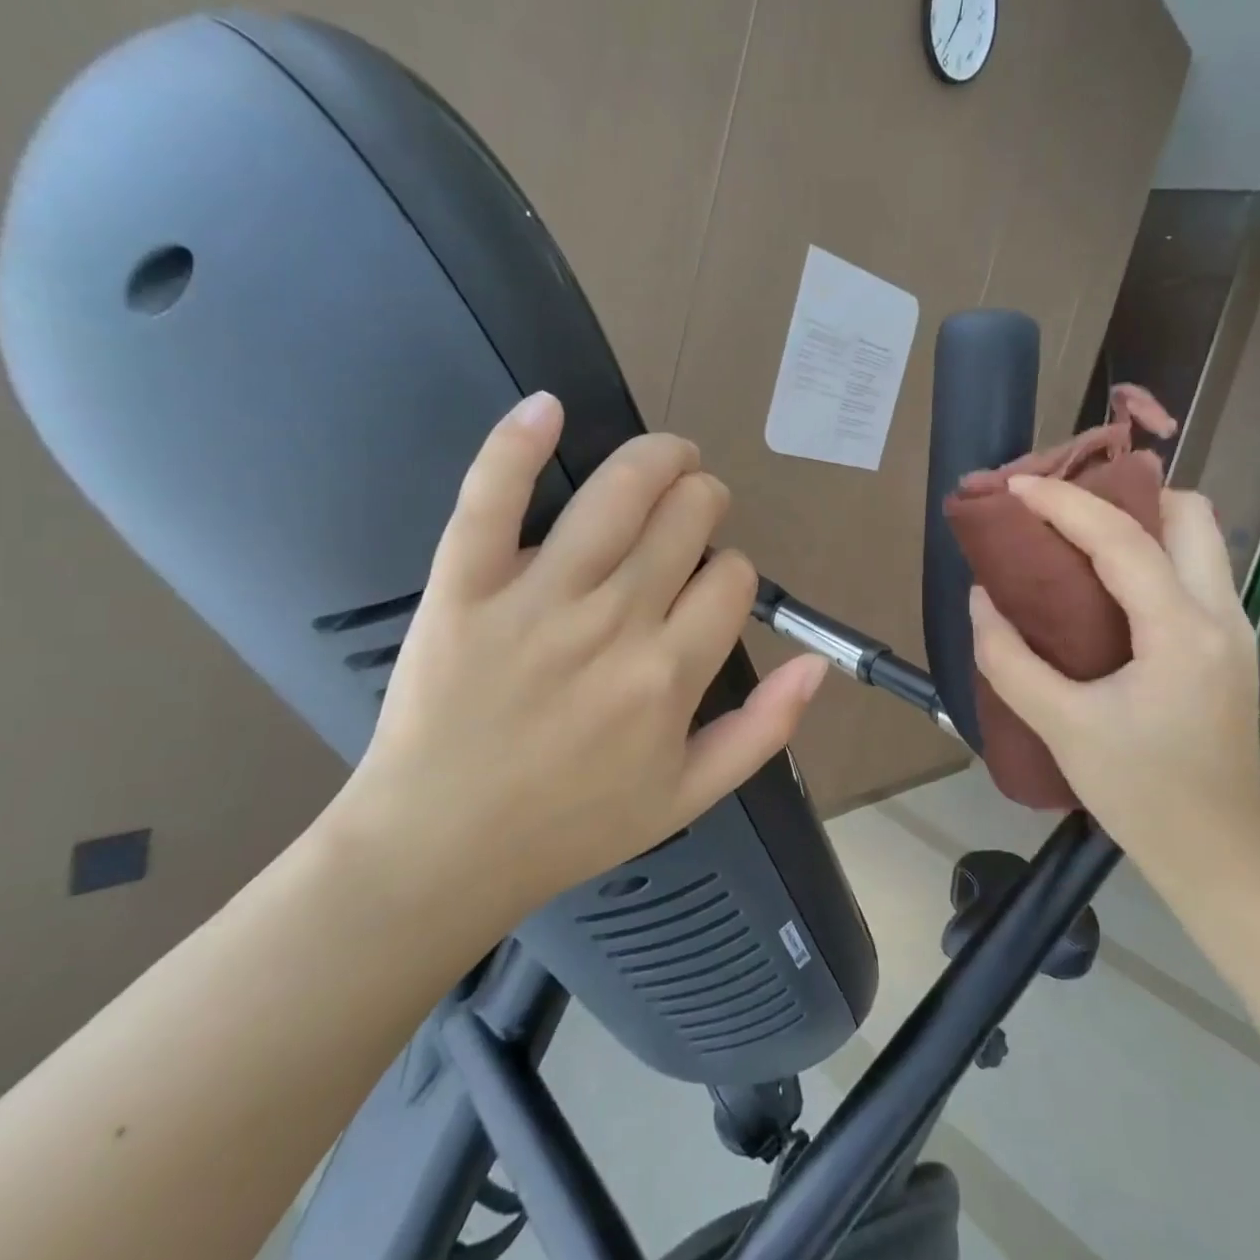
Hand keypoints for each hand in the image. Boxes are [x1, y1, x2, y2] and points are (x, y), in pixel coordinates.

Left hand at [319, 393, 826, 958]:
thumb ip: (763, 730)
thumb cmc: (571, 827)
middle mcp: (615, 623)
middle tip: (693, 511)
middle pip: (686, 519)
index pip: (732, 578)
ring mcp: (537, 599)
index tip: (710, 587)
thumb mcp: (689, 796)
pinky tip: (545, 407)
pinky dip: (517, 445)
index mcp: (671, 674)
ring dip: (657, 459)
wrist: (440, 851)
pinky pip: (492, 499)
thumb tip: (819, 665)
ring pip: (618, 493)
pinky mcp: (464, 587)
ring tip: (669, 456)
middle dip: (704, 503)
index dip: (731, 571)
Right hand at [967, 479, 1259, 913]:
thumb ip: (1009, 659)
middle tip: (1063, 510)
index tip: (1015, 487)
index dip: (1063, 503)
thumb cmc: (1140, 793)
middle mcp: (1221, 614)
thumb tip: (982, 599)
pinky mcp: (1228, 644)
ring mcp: (1233, 627)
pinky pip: (1194, 569)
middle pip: (1189, 513)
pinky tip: (1106, 581)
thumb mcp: (1060, 726)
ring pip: (1199, 537)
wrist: (1218, 853)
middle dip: (1125, 494)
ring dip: (1142, 519)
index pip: (1122, 539)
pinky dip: (1152, 551)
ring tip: (1079, 535)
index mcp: (1180, 632)